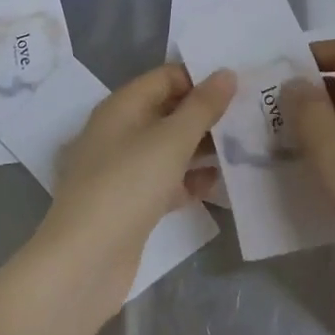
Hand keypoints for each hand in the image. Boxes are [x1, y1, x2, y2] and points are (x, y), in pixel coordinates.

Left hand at [32, 63, 234, 322]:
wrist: (85, 261)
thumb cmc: (127, 185)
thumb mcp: (171, 139)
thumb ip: (202, 106)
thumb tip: (226, 73)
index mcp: (123, 106)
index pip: (166, 77)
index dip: (200, 77)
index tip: (239, 85)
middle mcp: (120, 131)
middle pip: (169, 111)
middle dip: (206, 113)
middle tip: (249, 115)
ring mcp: (124, 169)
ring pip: (169, 147)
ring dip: (202, 146)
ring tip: (244, 146)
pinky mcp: (131, 203)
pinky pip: (166, 180)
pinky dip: (190, 179)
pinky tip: (219, 183)